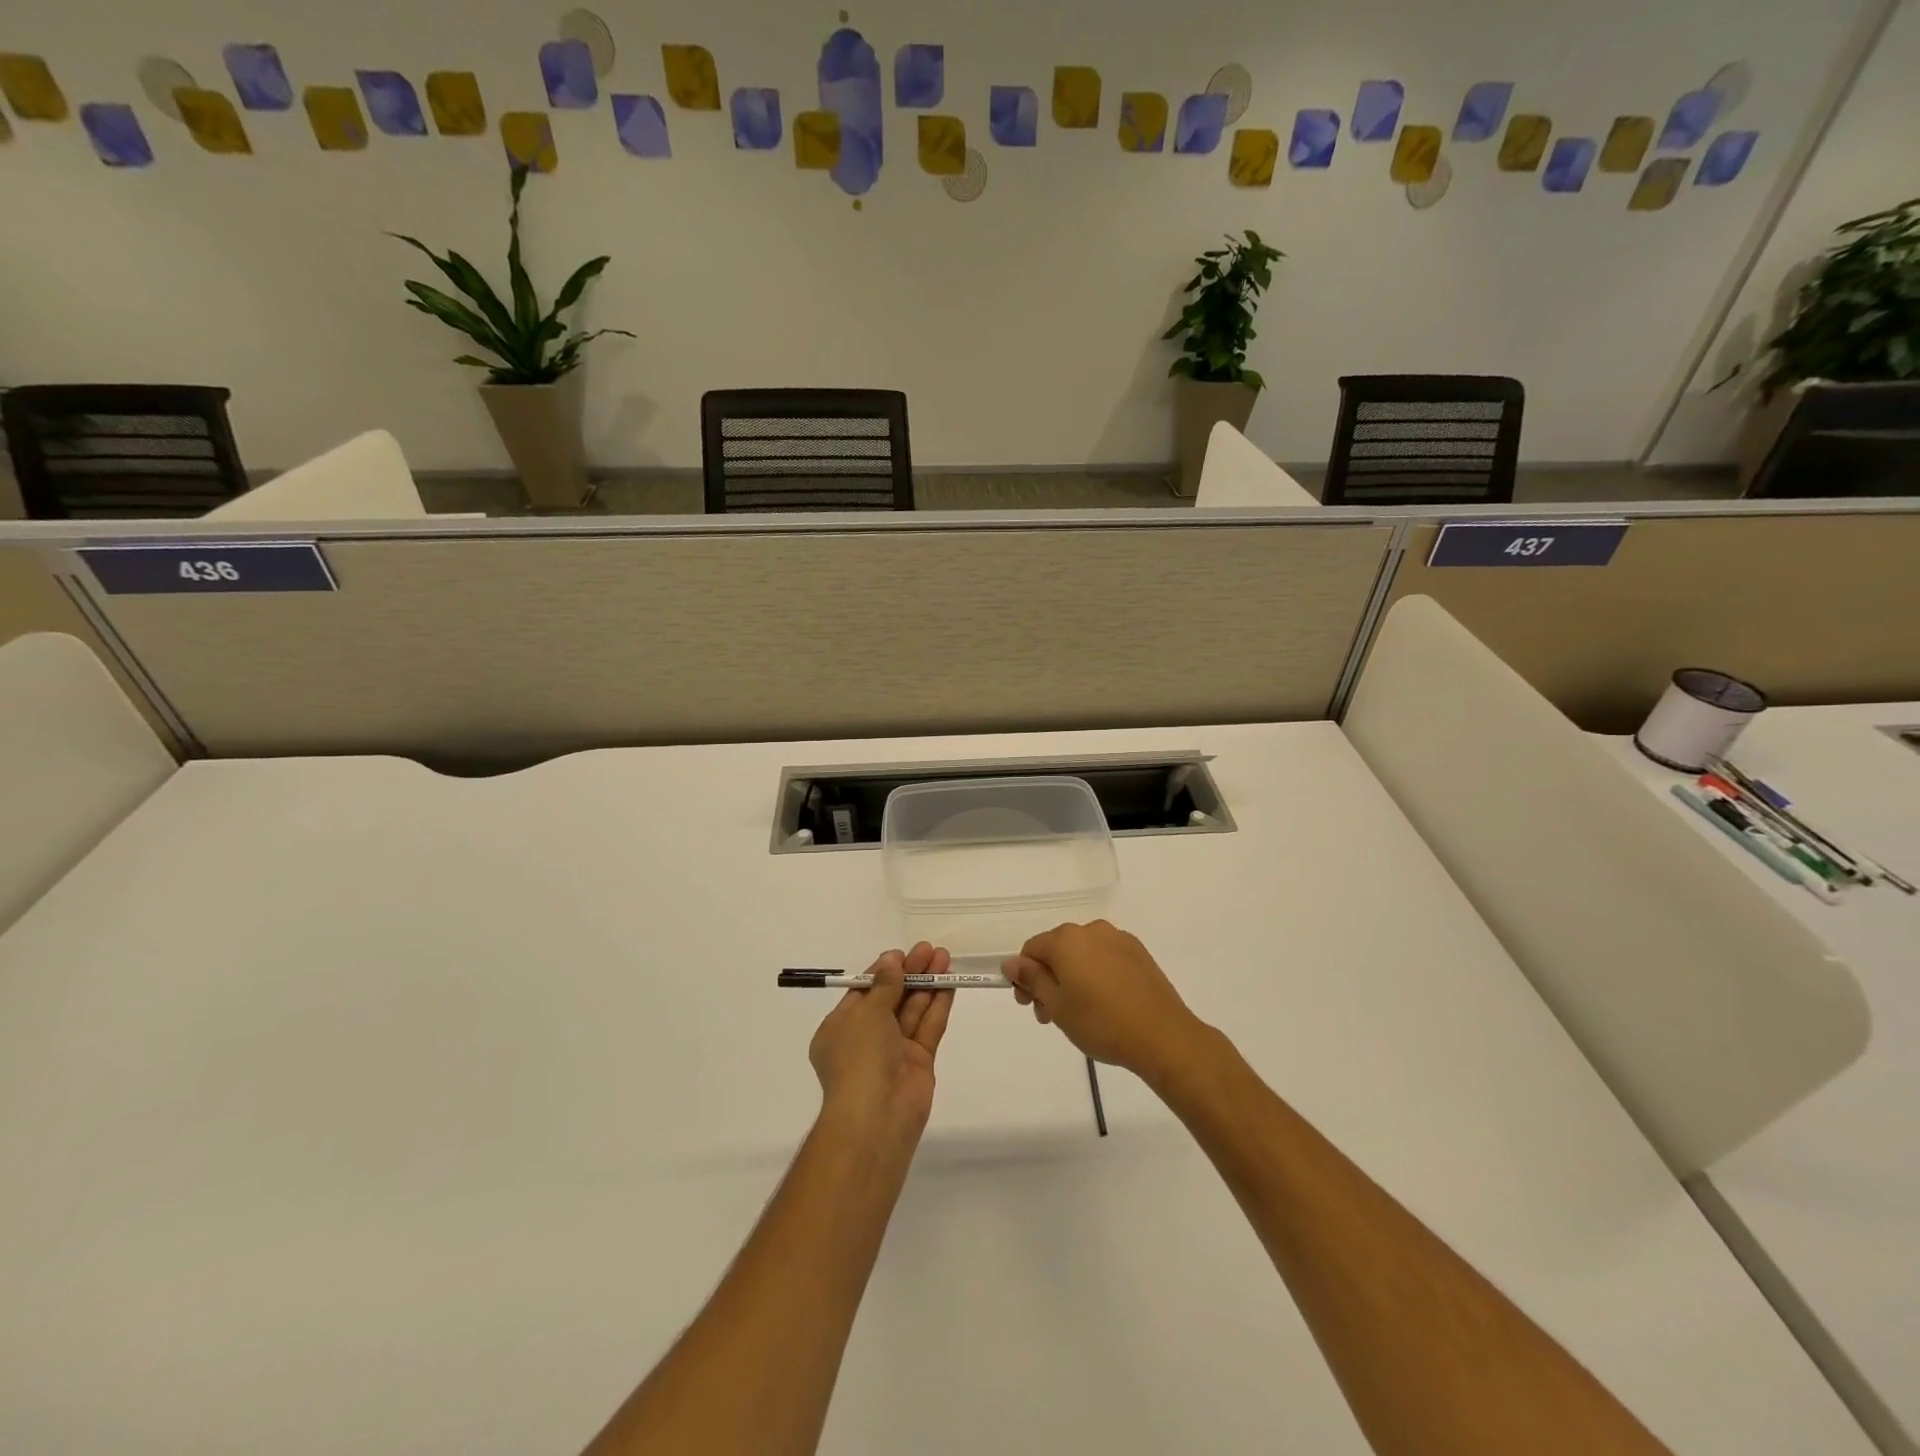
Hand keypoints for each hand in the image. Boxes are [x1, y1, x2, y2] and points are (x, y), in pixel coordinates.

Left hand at [809, 943, 955, 1144]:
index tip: (902, 953)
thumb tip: (892, 960)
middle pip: (891, 997)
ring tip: (945, 958)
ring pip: (912, 1010)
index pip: (864, 991)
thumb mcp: (866, 1013)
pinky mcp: (919, 1062)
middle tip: (930, 949)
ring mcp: (894, 1051)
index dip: (883, 970)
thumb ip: (885, 985)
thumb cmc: (859, 1057)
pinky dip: (938, 1005)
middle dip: (910, 973)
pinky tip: (950, 983)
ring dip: (927, 984)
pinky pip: (928, 1027)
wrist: (876, 1116)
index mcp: (840, 1027)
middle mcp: (866, 1038)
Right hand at [1003, 920, 1206, 1081]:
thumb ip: (1032, 979)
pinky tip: (1104, 1002)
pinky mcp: (1138, 952)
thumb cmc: (1102, 1023)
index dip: (1023, 977)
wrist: (1163, 1036)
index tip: (1029, 1006)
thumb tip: (1011, 962)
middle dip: (1047, 979)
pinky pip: (1105, 957)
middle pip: (1057, 950)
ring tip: (1079, 1013)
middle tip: (1051, 1016)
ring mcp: (1118, 939)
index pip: (1031, 950)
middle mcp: (1091, 930)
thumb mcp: (1057, 1006)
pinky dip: (1096, 974)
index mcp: (1066, 939)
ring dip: (1071, 977)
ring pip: (1082, 954)